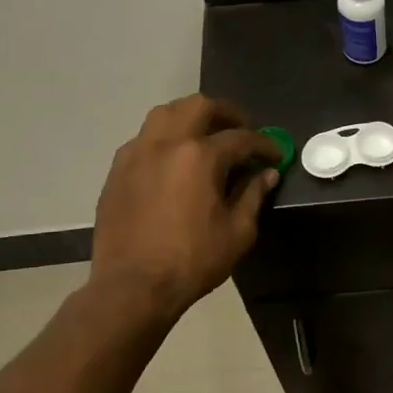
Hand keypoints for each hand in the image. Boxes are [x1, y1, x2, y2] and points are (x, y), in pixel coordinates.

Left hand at [86, 94, 280, 324]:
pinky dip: (165, 137)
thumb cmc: (192, 261)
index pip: (241, 138)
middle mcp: (166, 143)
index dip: (264, 143)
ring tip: (206, 134)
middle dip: (227, 113)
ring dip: (191, 116)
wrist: (132, 287)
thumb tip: (267, 173)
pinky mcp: (117, 170)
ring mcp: (136, 153)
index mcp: (200, 156)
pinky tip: (174, 160)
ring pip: (165, 113)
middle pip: (199, 106)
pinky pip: (144, 138)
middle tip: (242, 129)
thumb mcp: (237, 232)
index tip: (275, 153)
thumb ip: (254, 195)